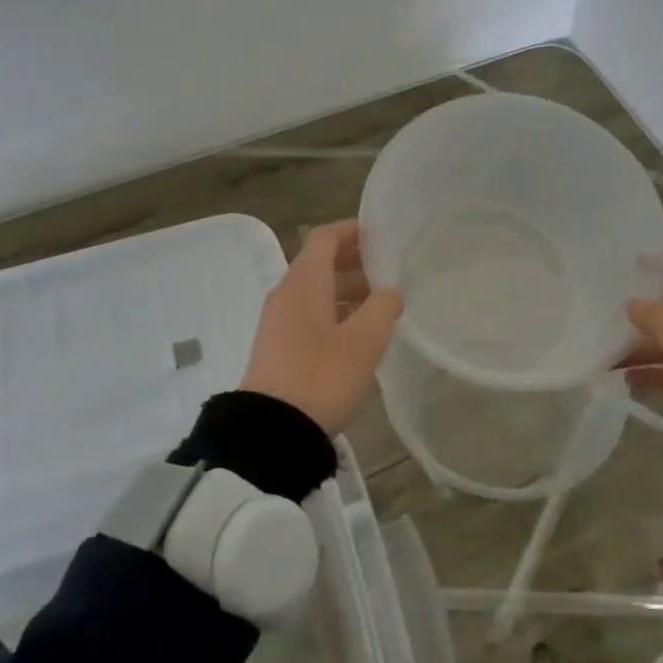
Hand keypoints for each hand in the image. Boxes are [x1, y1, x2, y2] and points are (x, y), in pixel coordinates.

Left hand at [241, 220, 403, 435]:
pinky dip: (336, 312)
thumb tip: (391, 290)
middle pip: (320, 263)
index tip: (383, 235)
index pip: (325, 237)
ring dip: (348, 290)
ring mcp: (279, 322)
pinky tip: (360, 333)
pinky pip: (310, 314)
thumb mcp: (363, 342)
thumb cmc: (321, 377)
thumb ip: (382, 307)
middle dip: (356, 262)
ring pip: (317, 291)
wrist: (271, 431)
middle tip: (391, 270)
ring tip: (383, 303)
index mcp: (303, 282)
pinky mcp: (279, 347)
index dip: (353, 230)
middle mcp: (286, 294)